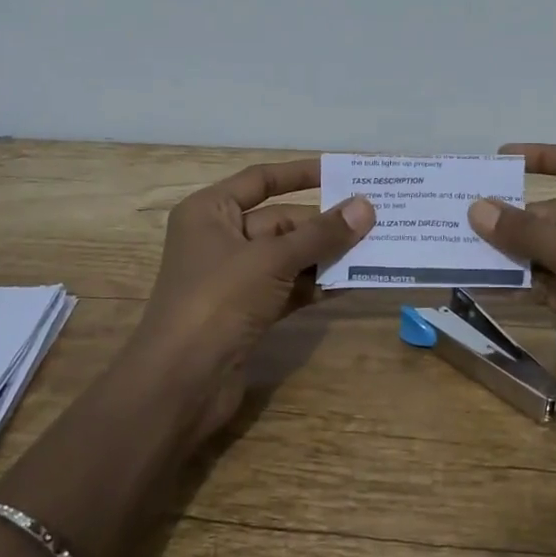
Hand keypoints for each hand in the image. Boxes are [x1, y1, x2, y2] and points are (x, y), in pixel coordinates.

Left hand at [123, 158, 373, 450]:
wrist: (180, 384)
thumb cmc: (218, 301)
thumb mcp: (272, 260)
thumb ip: (321, 234)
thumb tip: (366, 206)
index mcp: (209, 212)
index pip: (260, 180)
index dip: (300, 174)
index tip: (341, 173)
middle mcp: (219, 239)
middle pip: (280, 221)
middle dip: (324, 223)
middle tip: (375, 219)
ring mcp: (233, 279)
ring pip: (288, 256)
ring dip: (326, 255)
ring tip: (374, 248)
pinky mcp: (247, 312)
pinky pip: (288, 287)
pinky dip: (316, 285)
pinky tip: (352, 282)